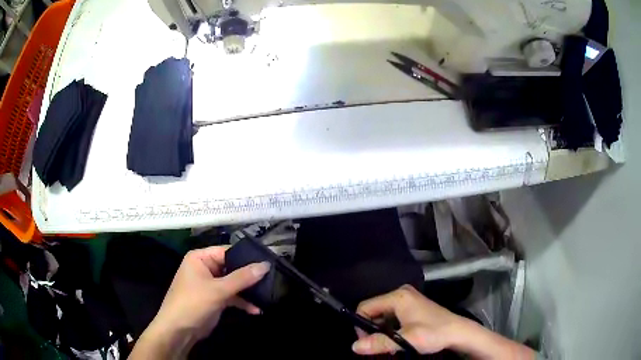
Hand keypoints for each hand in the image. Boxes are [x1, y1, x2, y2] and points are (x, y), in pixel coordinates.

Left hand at [130, 246, 269, 358]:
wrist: (179, 330)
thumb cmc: (193, 303)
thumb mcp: (218, 290)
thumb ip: (242, 278)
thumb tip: (265, 265)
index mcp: (200, 258)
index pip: (227, 251)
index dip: (246, 256)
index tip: (268, 261)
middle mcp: (205, 268)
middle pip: (232, 267)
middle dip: (249, 276)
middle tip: (272, 278)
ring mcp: (210, 284)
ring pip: (234, 283)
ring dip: (248, 291)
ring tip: (267, 294)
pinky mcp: (215, 298)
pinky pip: (232, 296)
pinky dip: (242, 302)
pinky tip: (256, 310)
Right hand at [352, 285, 463, 355]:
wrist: (458, 332)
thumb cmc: (433, 333)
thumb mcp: (405, 340)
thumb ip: (379, 343)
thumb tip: (354, 347)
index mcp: (398, 297)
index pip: (366, 307)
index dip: (361, 325)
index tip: (367, 342)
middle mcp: (401, 294)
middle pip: (374, 311)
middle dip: (373, 330)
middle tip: (379, 346)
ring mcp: (408, 300)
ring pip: (383, 316)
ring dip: (382, 332)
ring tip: (390, 345)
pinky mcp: (413, 307)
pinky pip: (393, 317)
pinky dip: (390, 329)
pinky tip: (398, 340)